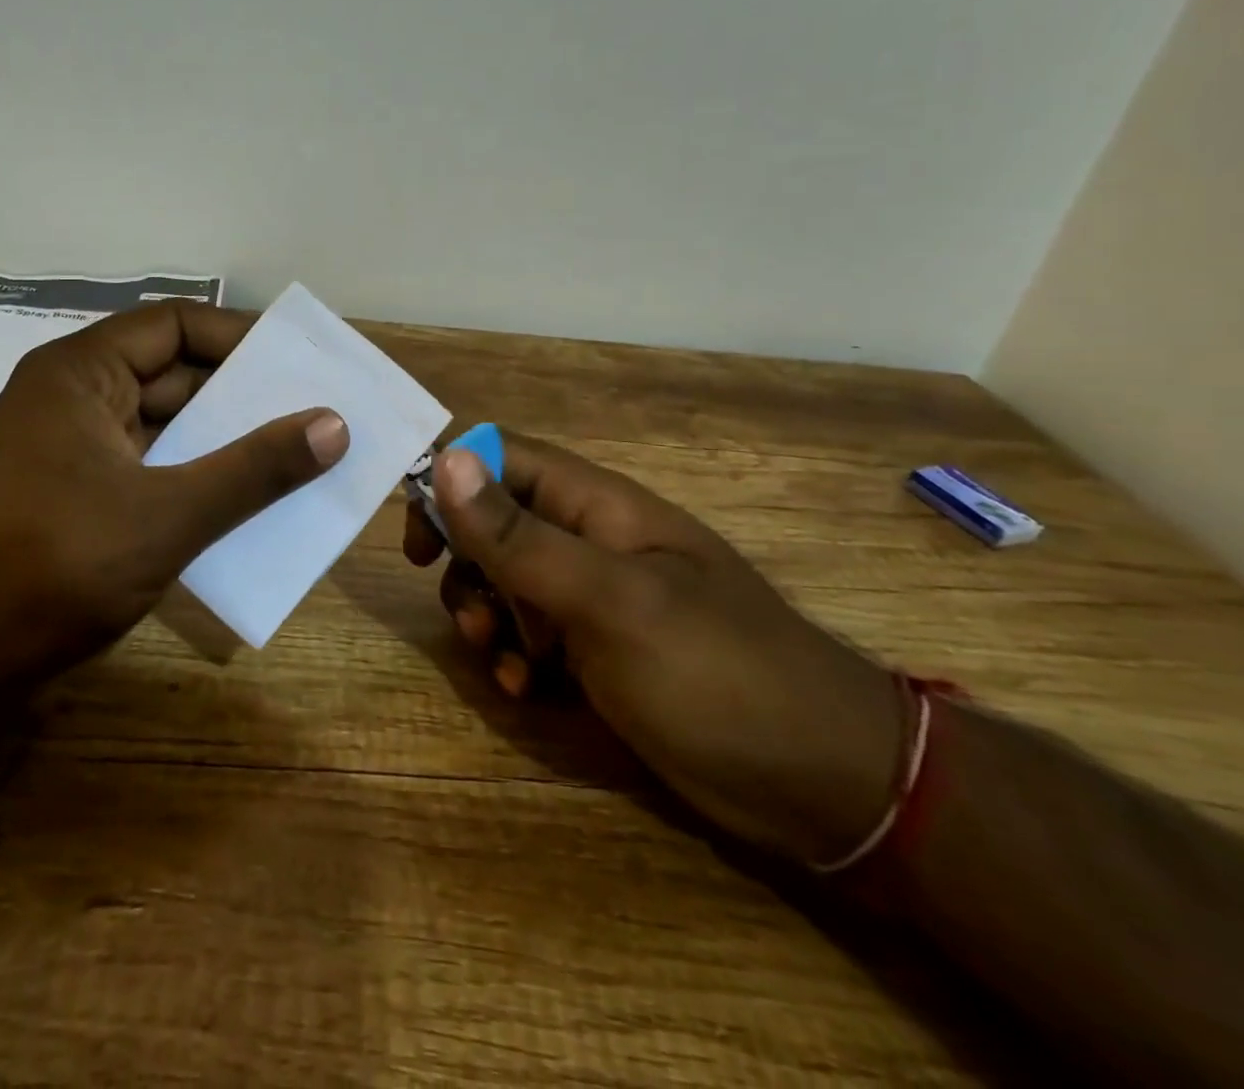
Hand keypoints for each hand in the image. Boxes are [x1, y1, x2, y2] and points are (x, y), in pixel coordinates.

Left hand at [0, 302, 347, 694]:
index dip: (239, 337)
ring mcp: (69, 452)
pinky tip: (243, 505)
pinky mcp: (71, 500)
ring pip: (163, 430)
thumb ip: (253, 469)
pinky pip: (147, 471)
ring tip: (295, 456)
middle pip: (172, 376)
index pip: (174, 325)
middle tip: (312, 411)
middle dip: (241, 396)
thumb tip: (334, 425)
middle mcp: (72, 399)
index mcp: (81, 374)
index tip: (298, 362)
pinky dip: (192, 481)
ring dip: (221, 444)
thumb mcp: (168, 514)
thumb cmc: (51, 566)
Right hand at [405, 431, 900, 864]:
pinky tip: (527, 690)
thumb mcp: (607, 600)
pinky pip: (530, 635)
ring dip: (485, 617)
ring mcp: (594, 598)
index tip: (417, 535)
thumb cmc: (715, 673)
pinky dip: (515, 659)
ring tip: (502, 660)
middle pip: (493, 523)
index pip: (502, 457)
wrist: (826, 785)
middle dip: (466, 565)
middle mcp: (589, 541)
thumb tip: (446, 460)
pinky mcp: (598, 650)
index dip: (451, 480)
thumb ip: (520, 535)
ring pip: (504, 582)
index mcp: (597, 506)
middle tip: (467, 613)